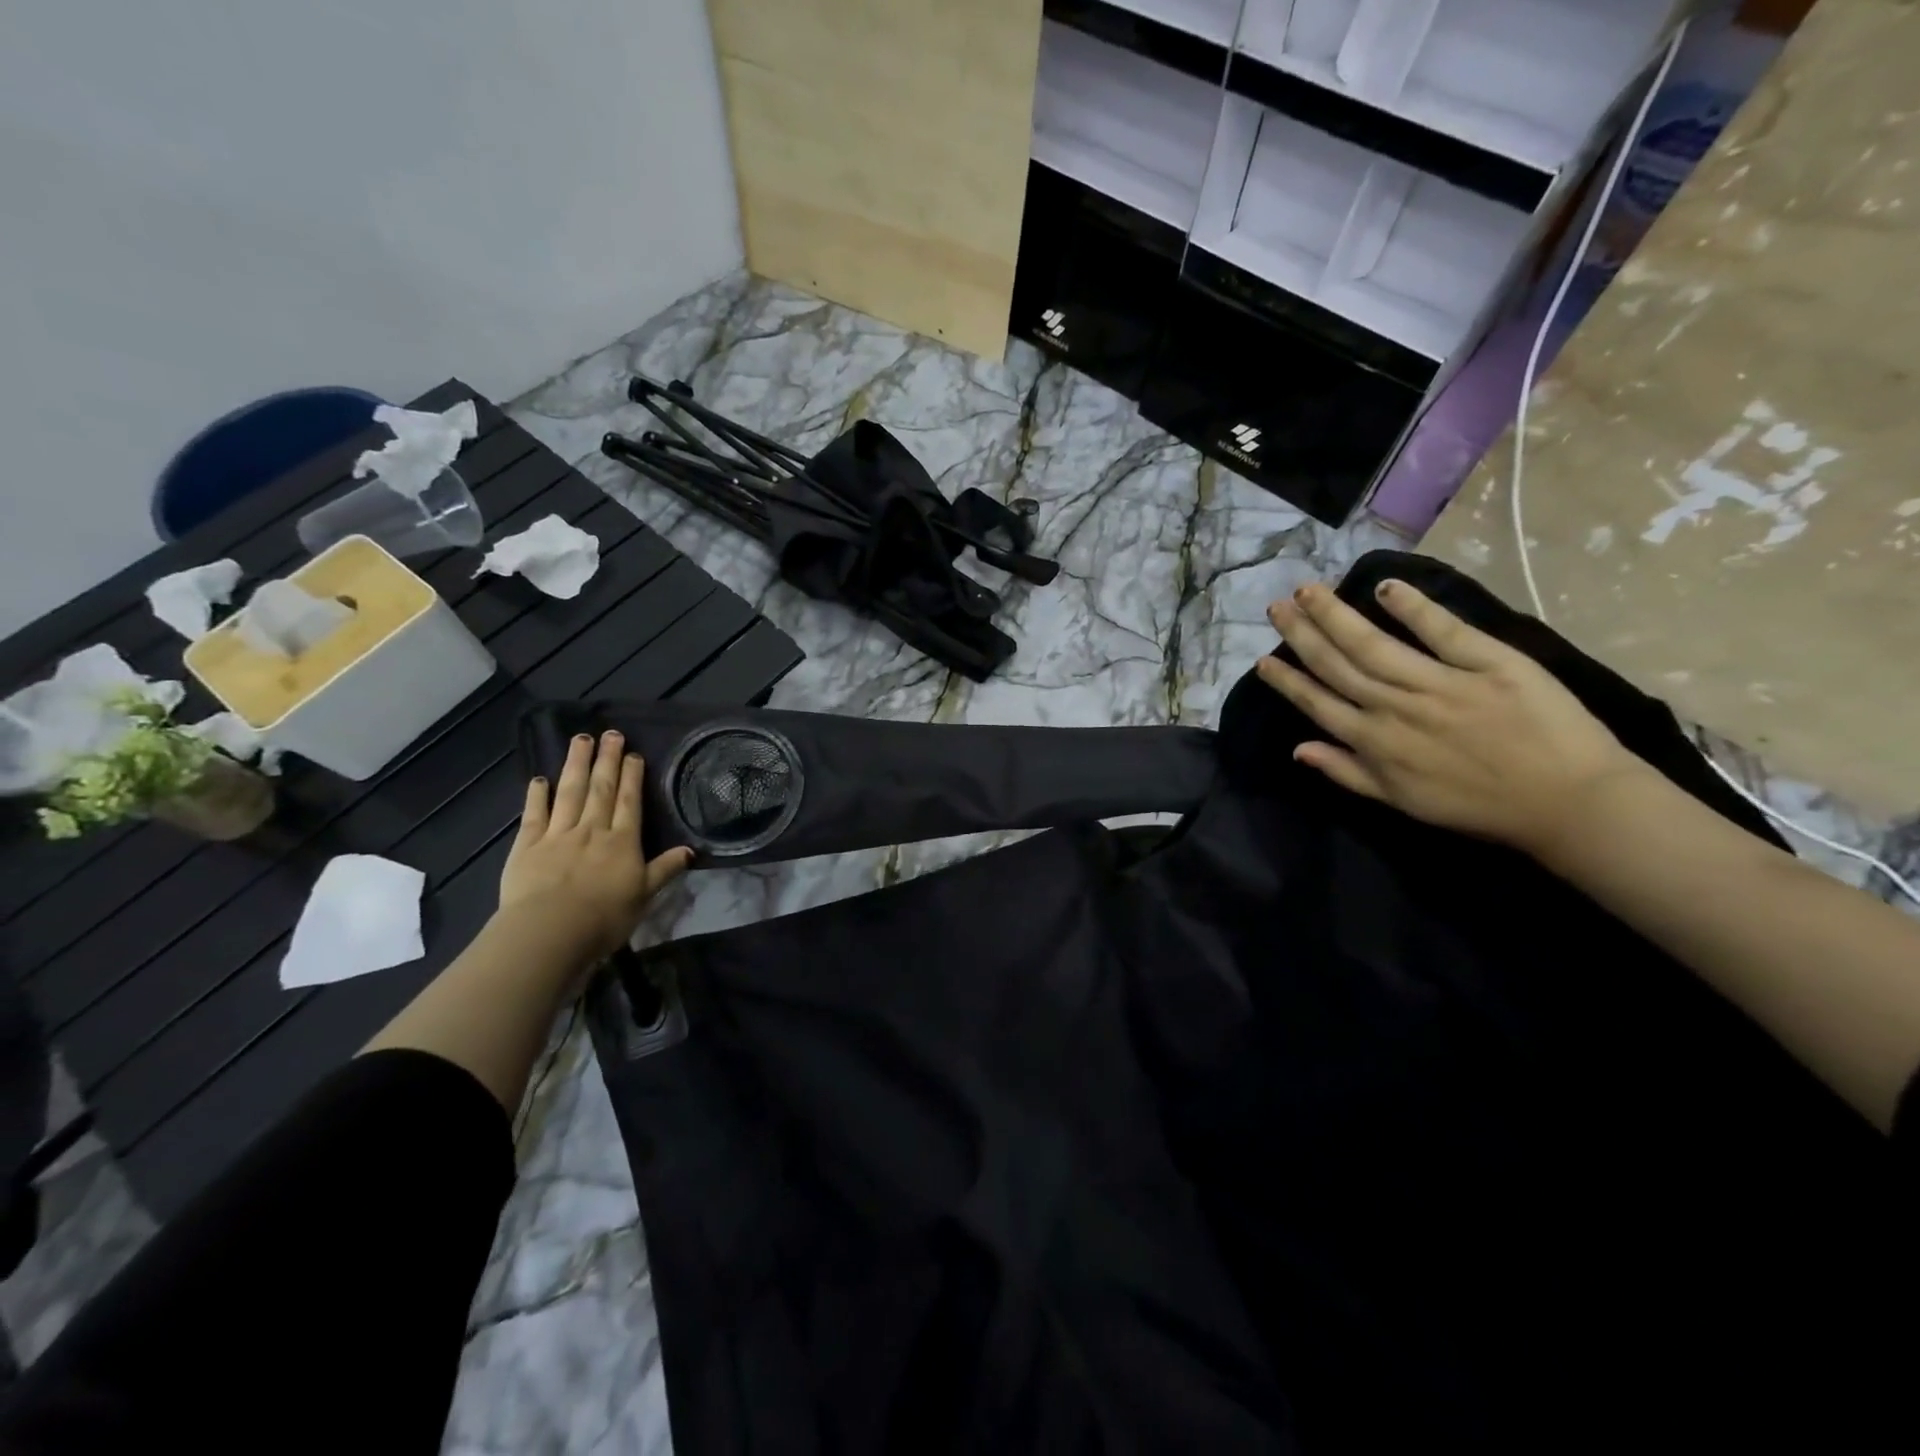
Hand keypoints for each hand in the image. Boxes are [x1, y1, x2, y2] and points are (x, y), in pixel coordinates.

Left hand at [499, 731, 693, 959]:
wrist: (550, 931)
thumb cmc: (605, 917)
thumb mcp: (644, 895)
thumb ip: (664, 869)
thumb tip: (691, 850)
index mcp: (622, 842)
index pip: (629, 801)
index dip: (632, 776)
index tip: (633, 753)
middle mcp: (592, 830)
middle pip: (601, 789)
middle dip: (607, 759)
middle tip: (610, 733)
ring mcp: (558, 835)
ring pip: (570, 792)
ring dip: (576, 764)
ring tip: (581, 740)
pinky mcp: (528, 846)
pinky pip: (535, 814)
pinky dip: (537, 795)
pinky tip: (540, 779)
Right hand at [1256, 578, 1643, 857]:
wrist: (1567, 803)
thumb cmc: (1478, 806)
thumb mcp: (1401, 802)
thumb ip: (1347, 773)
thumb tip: (1298, 749)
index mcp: (1375, 742)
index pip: (1318, 703)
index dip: (1288, 680)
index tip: (1263, 659)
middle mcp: (1395, 708)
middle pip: (1337, 664)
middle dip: (1302, 634)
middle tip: (1277, 606)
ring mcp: (1439, 683)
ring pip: (1374, 644)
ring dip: (1336, 615)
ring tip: (1310, 591)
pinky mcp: (1487, 663)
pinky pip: (1443, 630)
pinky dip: (1413, 607)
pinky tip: (1386, 587)